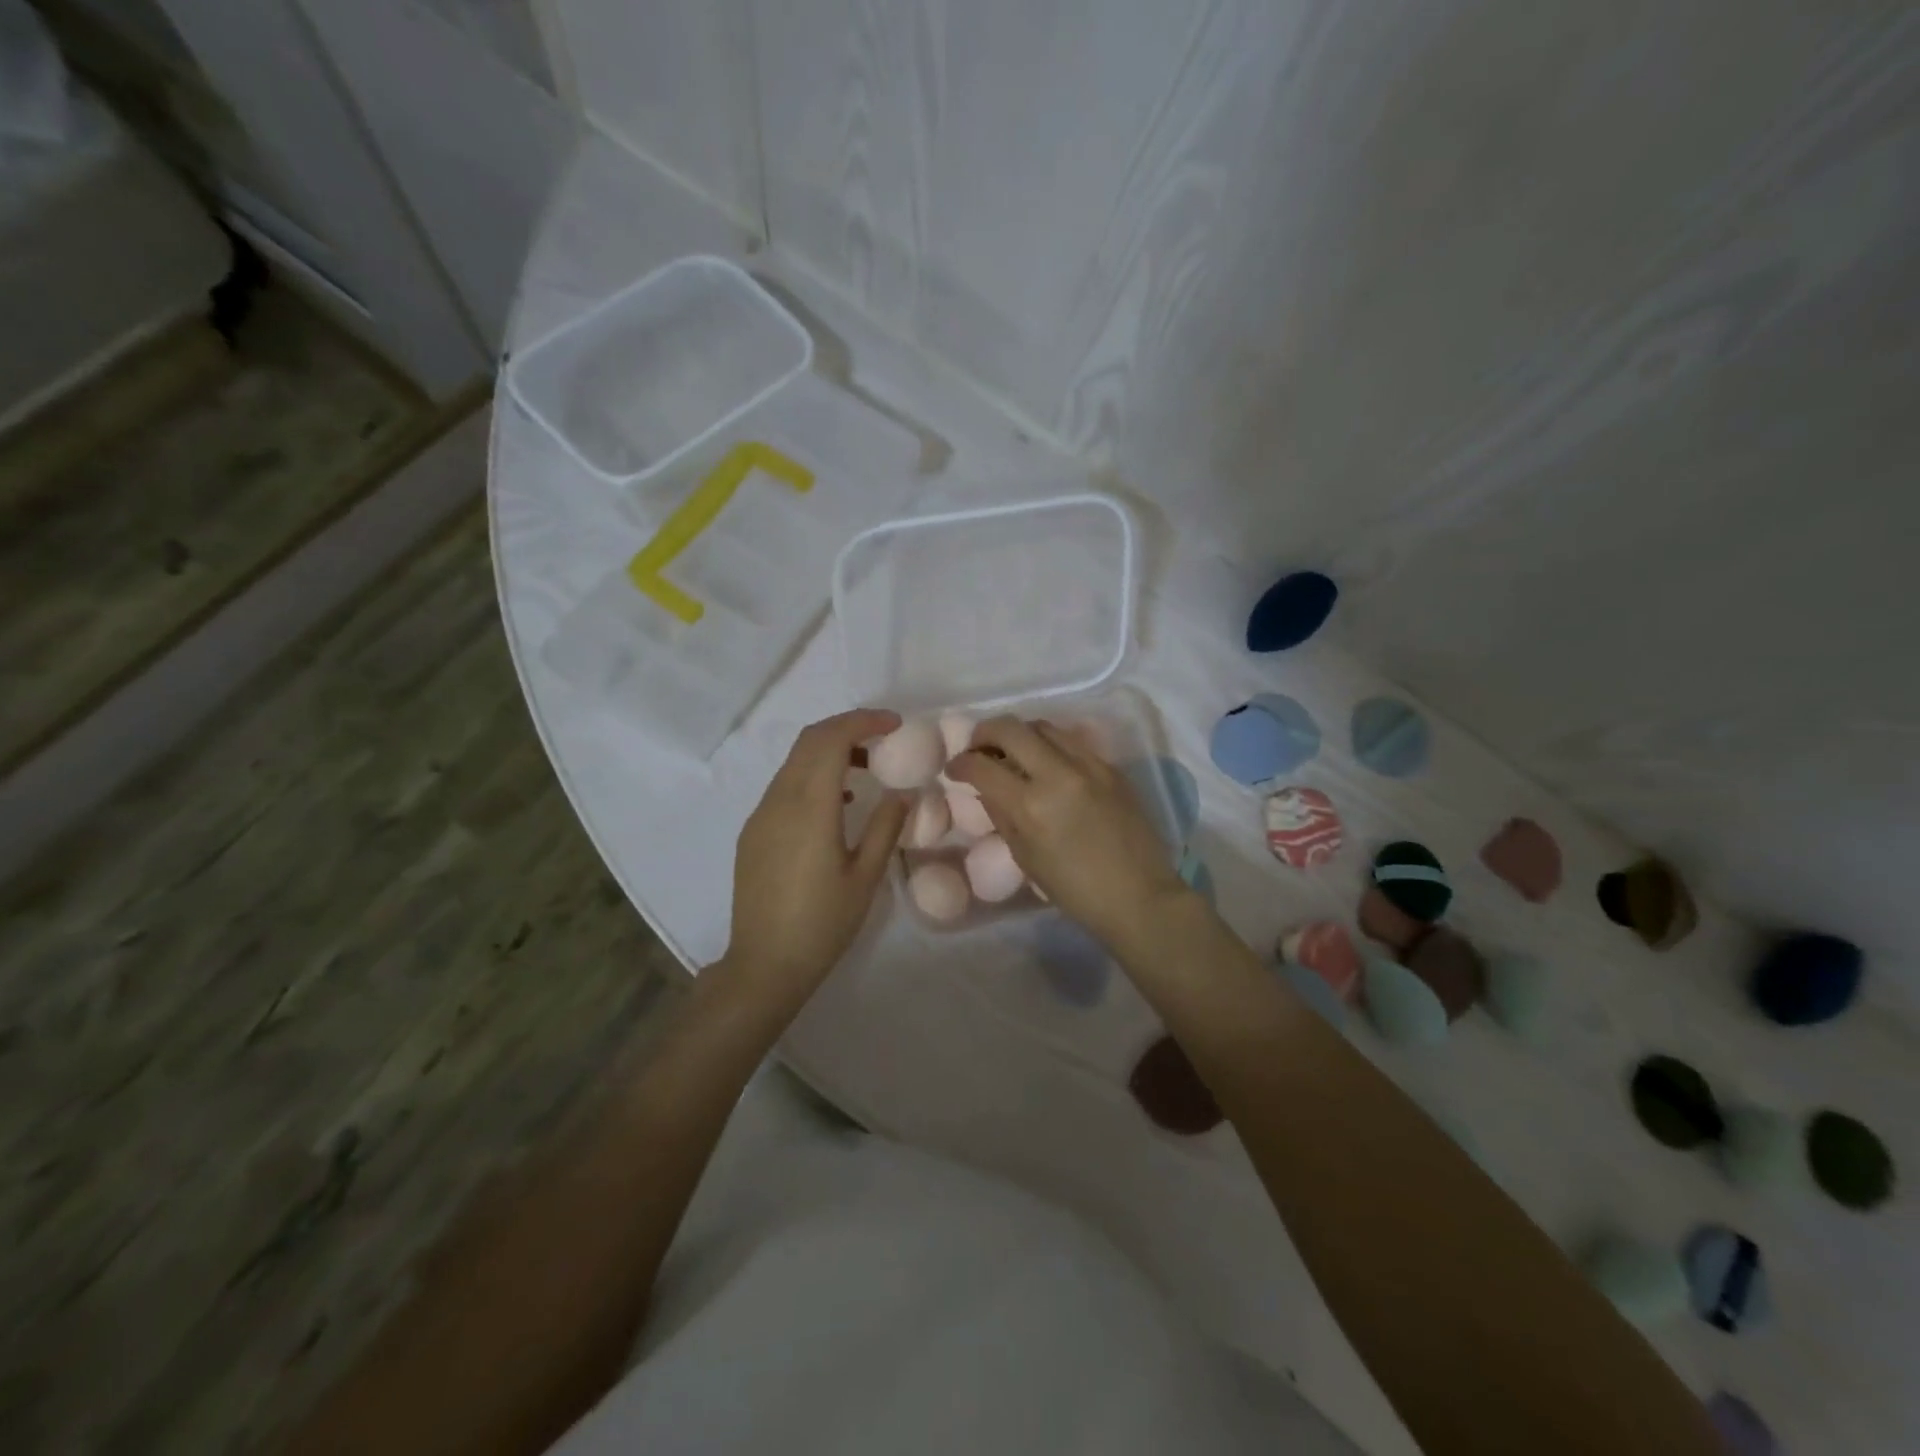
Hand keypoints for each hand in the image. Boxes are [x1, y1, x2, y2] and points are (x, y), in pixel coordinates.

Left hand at [717, 709, 908, 1013]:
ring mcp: (761, 815)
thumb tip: (901, 793)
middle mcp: (779, 800)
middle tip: (883, 737)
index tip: (894, 724)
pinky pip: (784, 786)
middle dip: (847, 728)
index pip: (831, 739)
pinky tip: (836, 803)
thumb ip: (885, 827)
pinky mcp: (753, 832)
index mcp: (810, 807)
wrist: (764, 964)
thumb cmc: (822, 923)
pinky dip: (812, 775)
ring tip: (866, 769)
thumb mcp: (865, 877)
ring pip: (794, 762)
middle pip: (809, 741)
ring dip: (829, 752)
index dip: (862, 721)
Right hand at [947, 716, 1188, 948]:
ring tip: (1013, 752)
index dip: (960, 763)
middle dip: (984, 733)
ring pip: (1043, 726)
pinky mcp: (1110, 767)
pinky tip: (1048, 764)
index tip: (955, 768)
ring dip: (1019, 734)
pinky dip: (1051, 745)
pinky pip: (1072, 741)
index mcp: (1030, 805)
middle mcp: (1058, 774)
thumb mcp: (1025, 857)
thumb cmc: (1074, 890)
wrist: (1139, 896)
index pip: (982, 766)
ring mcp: (1088, 765)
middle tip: (978, 748)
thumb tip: (986, 787)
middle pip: (1010, 728)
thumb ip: (1002, 815)